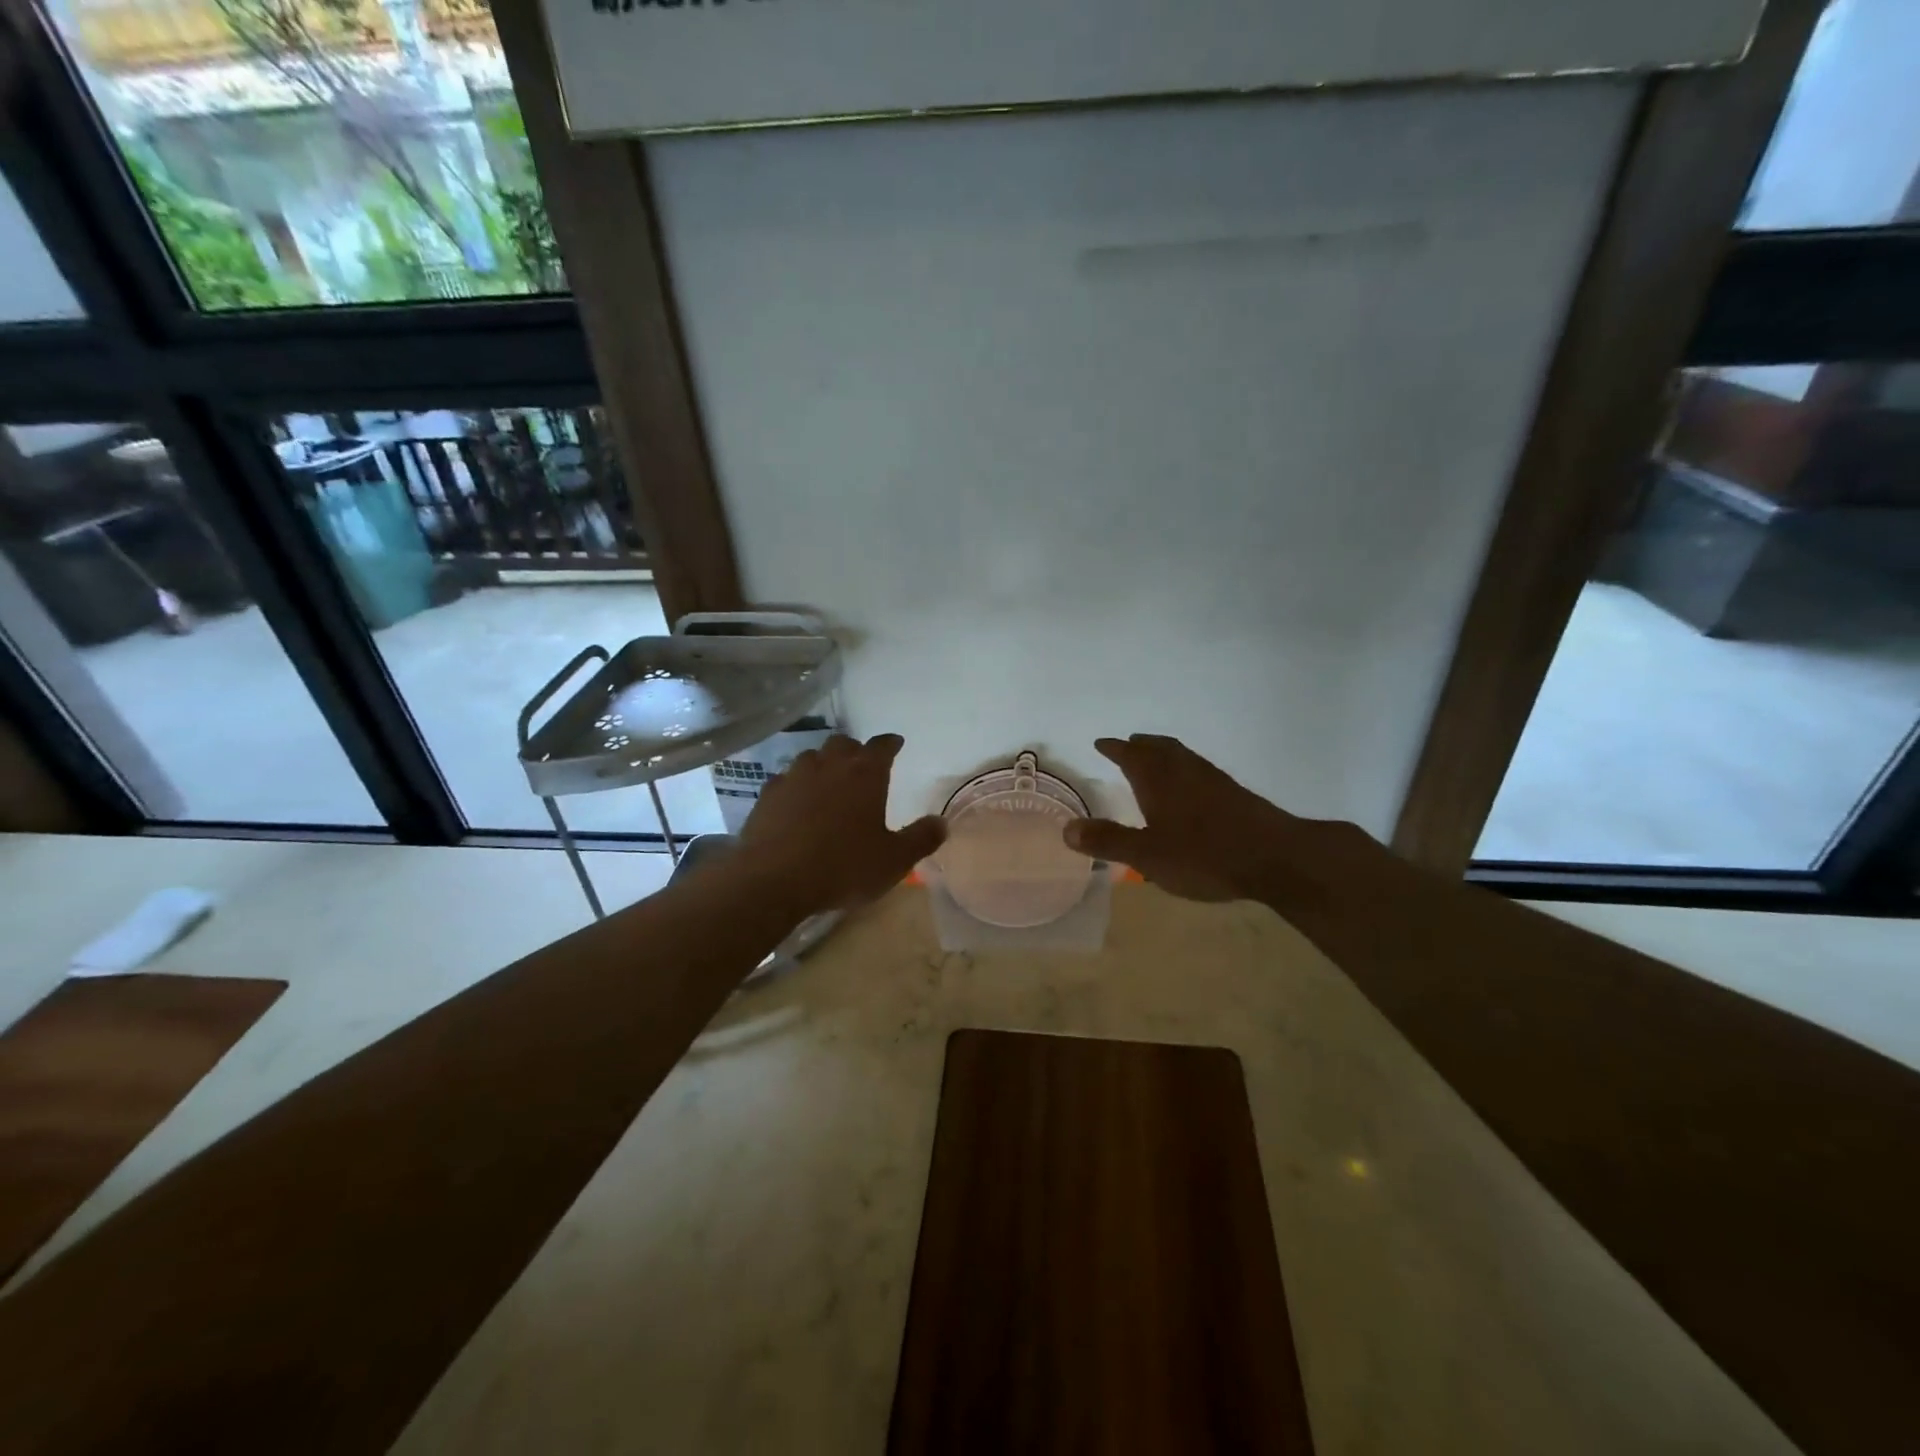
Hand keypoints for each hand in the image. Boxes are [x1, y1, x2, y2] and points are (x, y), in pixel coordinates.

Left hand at [739, 733, 945, 914]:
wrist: (774, 880)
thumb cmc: (843, 866)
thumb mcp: (894, 860)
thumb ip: (921, 839)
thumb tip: (942, 822)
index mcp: (865, 774)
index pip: (882, 746)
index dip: (890, 744)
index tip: (895, 744)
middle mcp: (829, 765)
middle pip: (843, 744)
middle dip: (855, 750)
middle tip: (861, 765)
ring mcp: (794, 777)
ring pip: (811, 757)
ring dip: (823, 763)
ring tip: (828, 781)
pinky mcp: (767, 795)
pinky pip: (784, 780)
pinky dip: (795, 785)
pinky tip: (795, 802)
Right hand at [1063, 735, 1373, 906]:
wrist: (1275, 858)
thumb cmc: (1203, 855)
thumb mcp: (1147, 855)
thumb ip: (1109, 841)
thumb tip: (1067, 829)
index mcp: (1159, 780)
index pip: (1131, 755)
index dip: (1114, 749)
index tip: (1101, 743)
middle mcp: (1185, 771)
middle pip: (1160, 748)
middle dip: (1141, 745)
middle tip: (1129, 743)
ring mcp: (1213, 780)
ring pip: (1183, 756)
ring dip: (1165, 753)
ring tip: (1156, 759)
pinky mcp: (1235, 794)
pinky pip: (1200, 770)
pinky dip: (1186, 769)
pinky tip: (1192, 789)